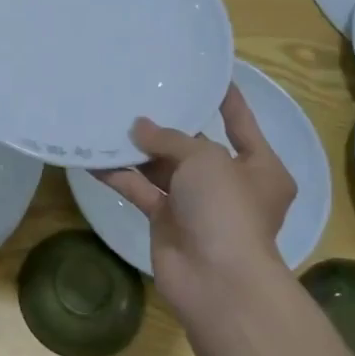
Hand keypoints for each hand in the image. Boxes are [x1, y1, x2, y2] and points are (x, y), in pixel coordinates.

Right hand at [95, 84, 296, 324]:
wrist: (217, 280)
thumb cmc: (227, 208)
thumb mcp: (205, 159)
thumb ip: (169, 138)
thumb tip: (138, 128)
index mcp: (260, 167)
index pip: (241, 123)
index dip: (226, 99)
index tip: (208, 75)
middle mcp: (230, 184)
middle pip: (195, 146)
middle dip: (168, 126)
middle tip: (140, 94)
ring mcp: (197, 204)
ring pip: (164, 168)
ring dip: (139, 150)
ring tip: (110, 119)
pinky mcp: (167, 222)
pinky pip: (141, 191)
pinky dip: (120, 177)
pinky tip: (94, 158)